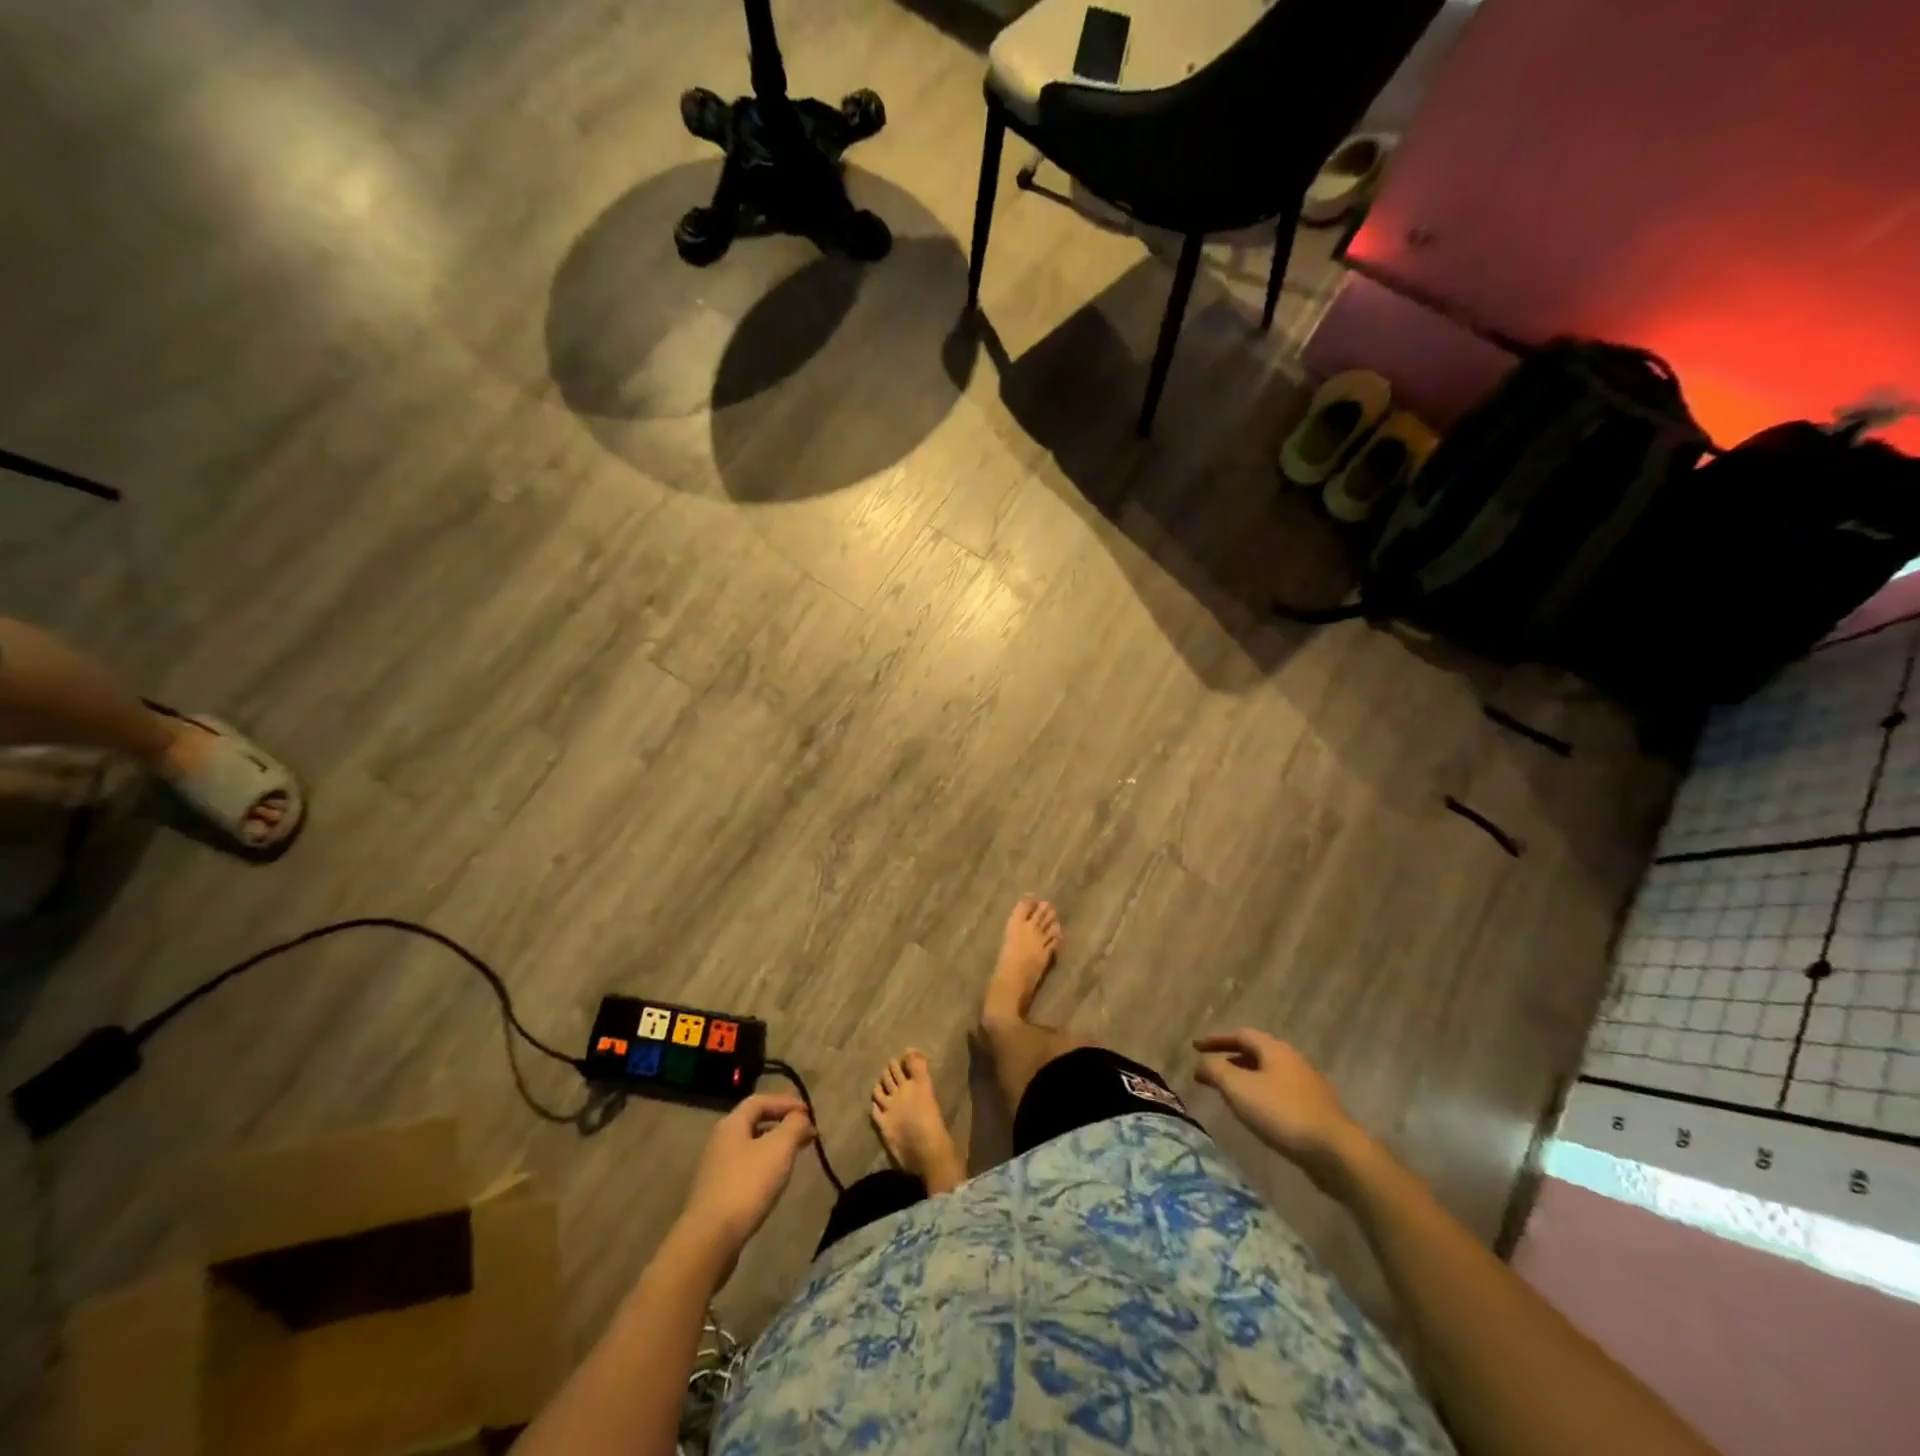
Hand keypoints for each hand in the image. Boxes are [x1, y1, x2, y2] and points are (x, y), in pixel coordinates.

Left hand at [679, 1094, 816, 1263]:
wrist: (710, 1239)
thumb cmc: (747, 1185)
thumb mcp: (779, 1148)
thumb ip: (794, 1125)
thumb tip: (801, 1117)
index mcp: (732, 1124)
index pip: (760, 1101)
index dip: (786, 1102)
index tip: (809, 1114)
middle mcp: (720, 1141)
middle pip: (755, 1123)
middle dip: (783, 1125)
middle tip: (807, 1134)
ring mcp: (715, 1169)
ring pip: (750, 1147)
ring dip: (774, 1146)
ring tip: (795, 1157)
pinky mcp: (716, 1193)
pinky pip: (745, 1169)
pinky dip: (764, 1166)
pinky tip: (774, 1181)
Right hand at [1194, 1029, 1366, 1193]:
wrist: (1335, 1152)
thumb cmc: (1281, 1113)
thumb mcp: (1238, 1088)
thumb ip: (1215, 1071)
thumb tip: (1200, 1062)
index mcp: (1275, 1049)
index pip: (1240, 1034)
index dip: (1216, 1040)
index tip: (1195, 1047)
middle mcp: (1292, 1060)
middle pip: (1256, 1052)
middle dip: (1230, 1059)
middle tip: (1210, 1070)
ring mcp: (1307, 1085)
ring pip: (1268, 1074)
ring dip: (1245, 1078)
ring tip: (1228, 1093)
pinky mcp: (1315, 1109)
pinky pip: (1279, 1092)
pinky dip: (1261, 1094)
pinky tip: (1256, 1113)